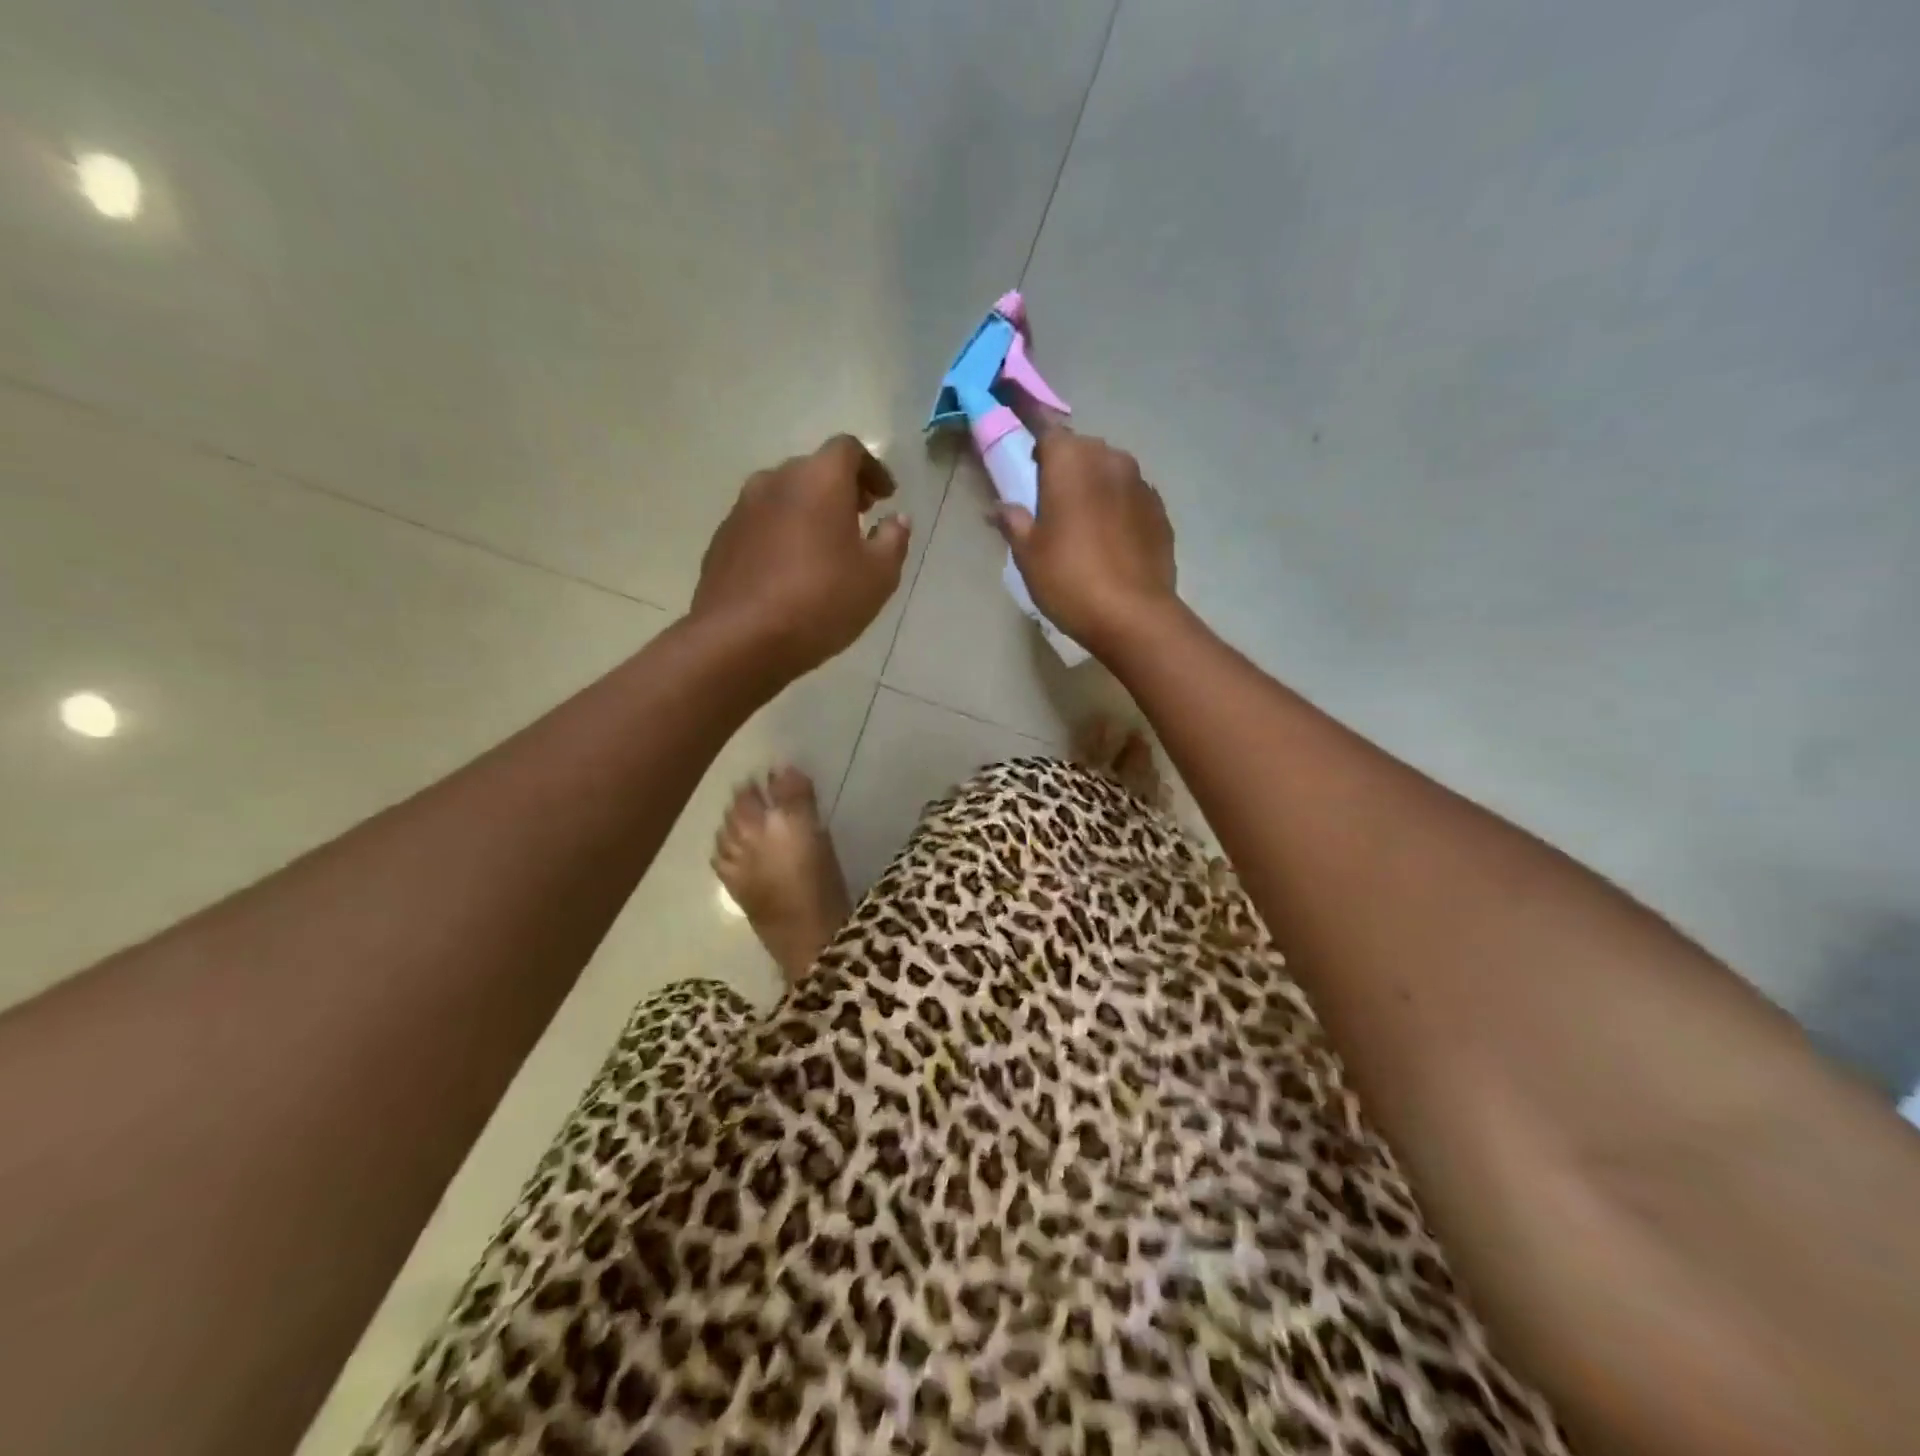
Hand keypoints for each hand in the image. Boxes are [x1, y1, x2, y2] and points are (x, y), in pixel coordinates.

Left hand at [692, 435, 910, 676]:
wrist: (741, 639)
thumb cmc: (822, 601)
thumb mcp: (878, 577)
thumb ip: (893, 540)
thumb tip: (897, 520)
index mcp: (819, 478)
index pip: (849, 449)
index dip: (872, 468)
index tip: (885, 497)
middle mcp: (776, 480)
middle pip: (813, 470)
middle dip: (840, 489)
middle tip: (859, 519)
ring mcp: (742, 508)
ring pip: (783, 497)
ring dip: (807, 511)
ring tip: (823, 548)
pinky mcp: (722, 539)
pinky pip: (760, 525)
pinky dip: (780, 534)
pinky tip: (789, 571)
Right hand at [991, 428, 1176, 655]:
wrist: (1133, 615)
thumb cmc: (1068, 579)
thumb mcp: (1028, 553)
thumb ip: (1013, 521)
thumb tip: (998, 508)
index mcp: (1071, 461)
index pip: (1046, 428)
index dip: (1032, 430)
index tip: (1023, 437)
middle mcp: (1110, 460)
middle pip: (1081, 449)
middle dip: (1064, 464)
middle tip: (1048, 498)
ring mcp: (1141, 484)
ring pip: (1109, 471)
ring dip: (1093, 485)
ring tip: (1081, 521)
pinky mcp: (1160, 511)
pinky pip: (1130, 497)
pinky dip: (1117, 507)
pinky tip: (1109, 539)